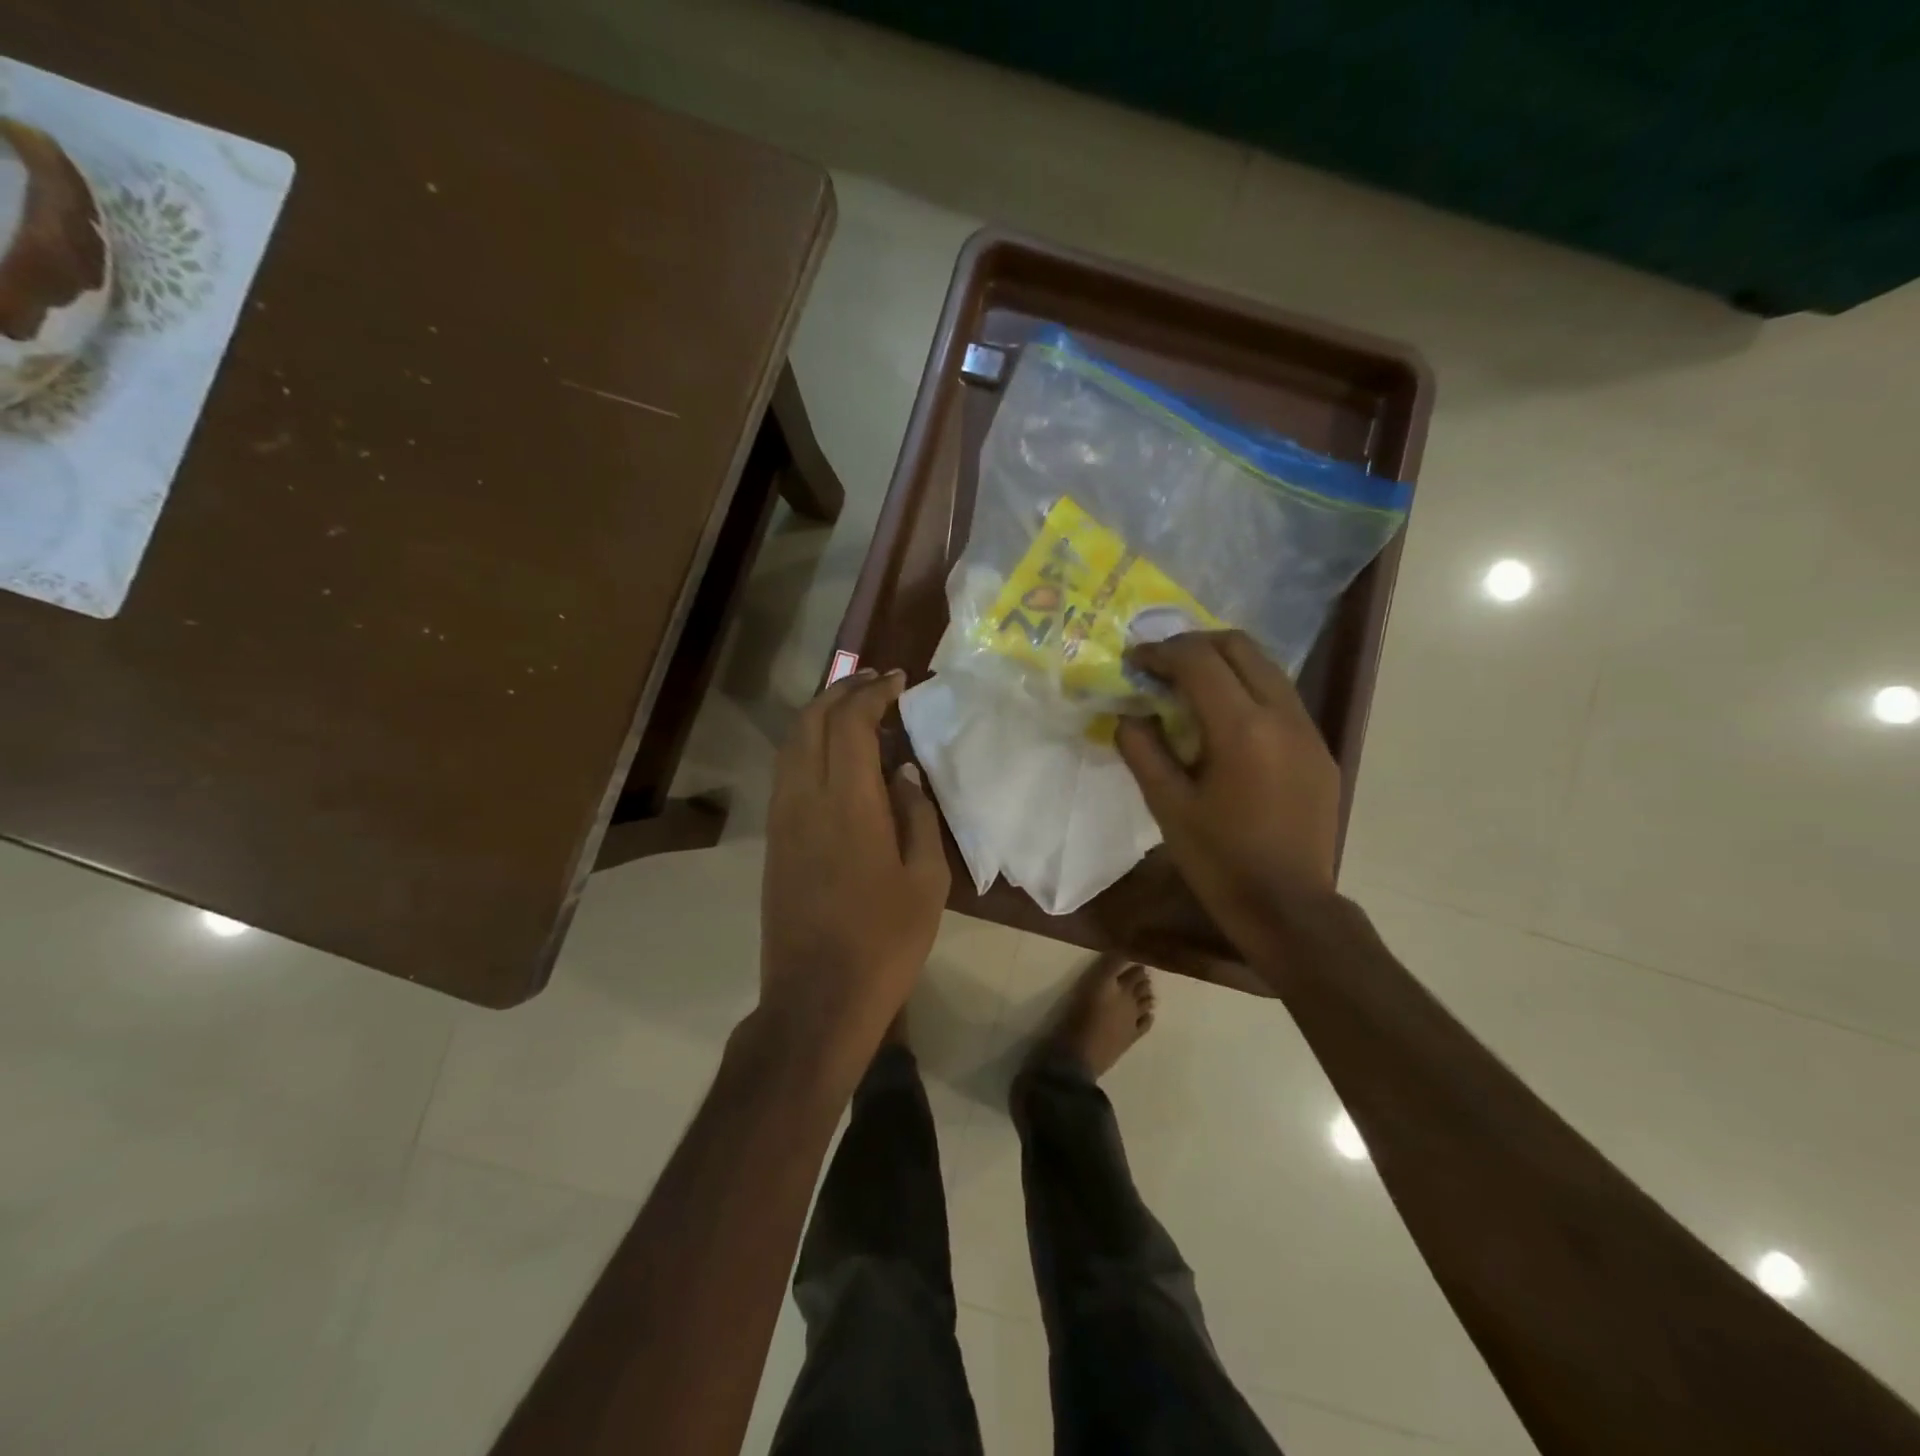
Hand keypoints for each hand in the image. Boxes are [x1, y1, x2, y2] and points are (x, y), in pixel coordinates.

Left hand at [761, 668, 949, 1057]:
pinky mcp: (773, 839)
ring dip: (820, 715)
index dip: (872, 693)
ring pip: (791, 743)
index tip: (898, 680)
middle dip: (841, 691)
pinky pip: (786, 771)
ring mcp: (782, 819)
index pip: (850, 723)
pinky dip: (808, 744)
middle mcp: (806, 799)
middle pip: (811, 722)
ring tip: (854, 709)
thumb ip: (916, 816)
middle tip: (875, 683)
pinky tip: (834, 755)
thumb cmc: (885, 942)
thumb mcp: (926, 881)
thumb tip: (903, 772)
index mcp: (849, 805)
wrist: (816, 998)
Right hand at [1115, 631, 1340, 954]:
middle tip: (1162, 664)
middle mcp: (1282, 715)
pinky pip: (1281, 698)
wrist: (1289, 907)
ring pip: (1266, 667)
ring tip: (1189, 685)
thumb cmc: (1219, 861)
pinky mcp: (1319, 749)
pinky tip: (1224, 720)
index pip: (1199, 661)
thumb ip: (1143, 749)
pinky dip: (1247, 689)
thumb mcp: (1167, 806)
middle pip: (1240, 646)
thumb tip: (1129, 714)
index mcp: (1241, 729)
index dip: (1161, 651)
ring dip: (1224, 664)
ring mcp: (1308, 731)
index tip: (1135, 660)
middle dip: (1195, 644)